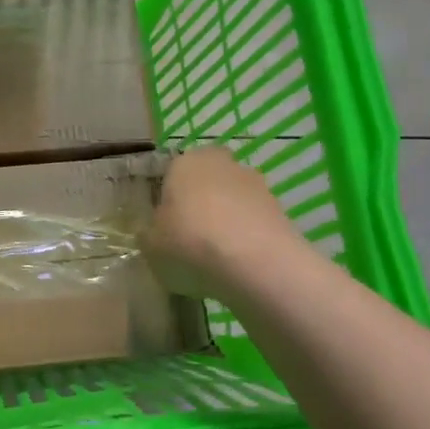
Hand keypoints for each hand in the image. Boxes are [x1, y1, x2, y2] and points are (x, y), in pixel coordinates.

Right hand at [142, 147, 304, 299]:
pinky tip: (240, 266)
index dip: (167, 203)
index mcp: (184, 162)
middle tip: (189, 241)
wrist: (257, 265)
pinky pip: (253, 222)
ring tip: (217, 261)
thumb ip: (149, 235)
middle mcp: (221, 163)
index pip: (170, 175)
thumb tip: (152, 233)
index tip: (165, 229)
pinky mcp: (280, 209)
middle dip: (199, 207)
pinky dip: (246, 239)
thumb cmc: (190, 244)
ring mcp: (256, 184)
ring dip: (226, 222)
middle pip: (205, 184)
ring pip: (232, 202)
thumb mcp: (151, 247)